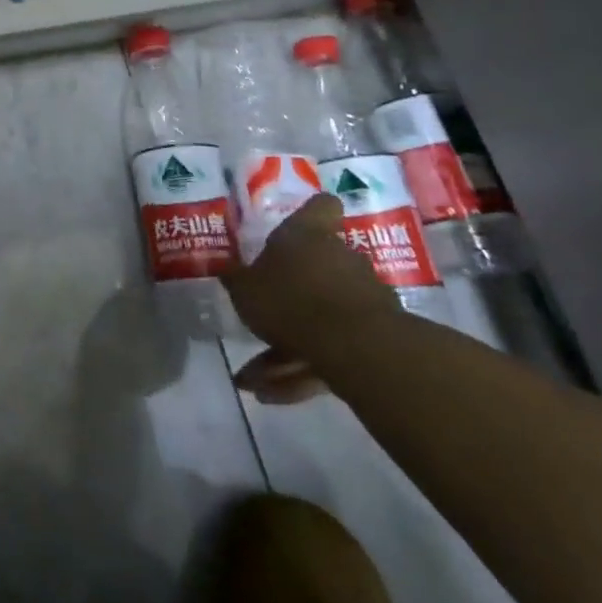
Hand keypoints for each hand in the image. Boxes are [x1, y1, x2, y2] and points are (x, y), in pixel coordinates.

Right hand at [222, 193, 402, 404]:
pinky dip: (302, 369)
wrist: (354, 347)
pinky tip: (272, 395)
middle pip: (318, 266)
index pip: (320, 207)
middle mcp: (340, 258)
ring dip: (287, 345)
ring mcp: (362, 297)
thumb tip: (228, 270)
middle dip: (291, 291)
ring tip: (254, 380)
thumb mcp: (244, 288)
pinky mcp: (373, 338)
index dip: (313, 210)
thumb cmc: (290, 298)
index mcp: (308, 235)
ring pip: (318, 315)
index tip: (304, 220)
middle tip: (259, 316)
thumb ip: (237, 279)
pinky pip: (329, 349)